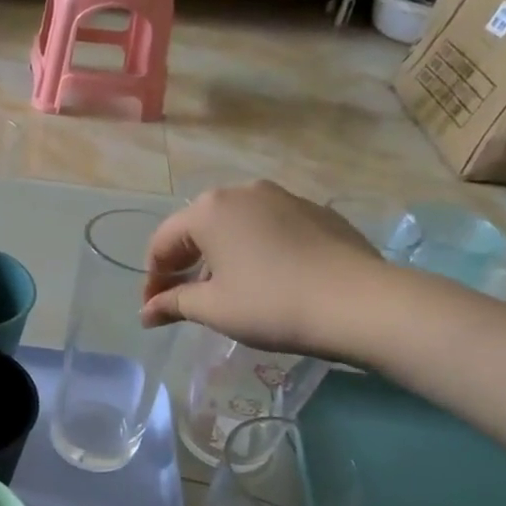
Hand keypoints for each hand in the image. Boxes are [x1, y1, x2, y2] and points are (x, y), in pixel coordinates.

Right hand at [141, 181, 393, 358]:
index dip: (152, 280)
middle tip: (182, 301)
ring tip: (224, 293)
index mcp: (210, 210)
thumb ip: (173, 305)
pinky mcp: (315, 212)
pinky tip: (265, 281)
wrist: (358, 303)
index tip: (153, 311)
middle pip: (197, 229)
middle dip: (183, 266)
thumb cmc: (270, 304)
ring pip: (234, 227)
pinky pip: (268, 229)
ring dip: (218, 257)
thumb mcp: (213, 308)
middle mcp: (242, 192)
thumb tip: (146, 313)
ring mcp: (283, 197)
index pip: (162, 243)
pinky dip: (253, 251)